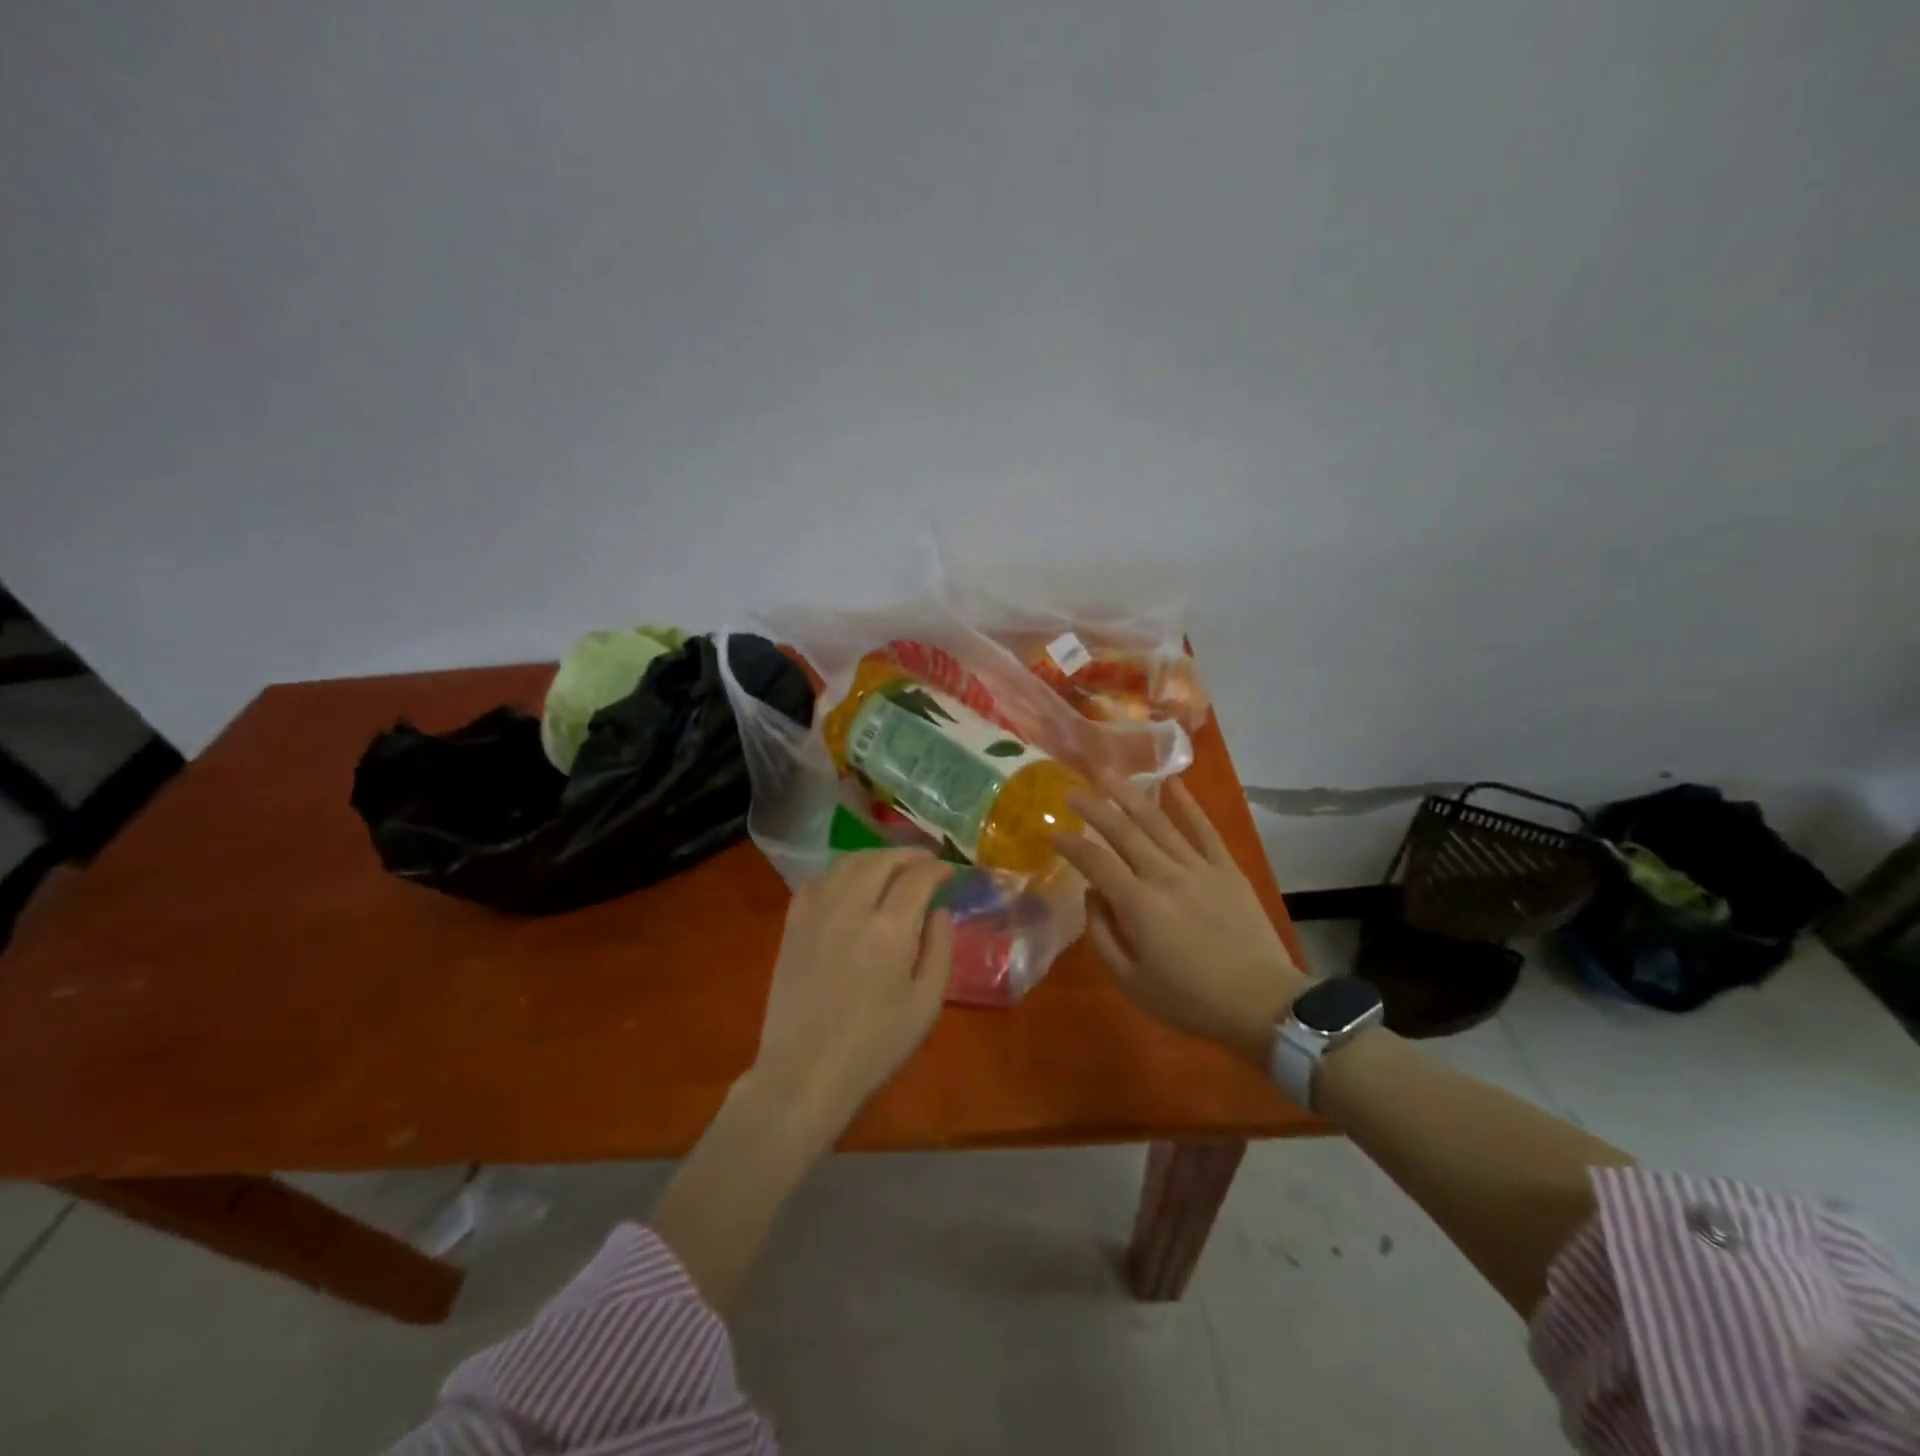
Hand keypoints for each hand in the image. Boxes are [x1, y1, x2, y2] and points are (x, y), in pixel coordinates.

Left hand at [748, 849, 954, 1136]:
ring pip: (847, 863)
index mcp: (890, 930)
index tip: (949, 871)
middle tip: (924, 861)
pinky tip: (849, 886)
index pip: (918, 878)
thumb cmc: (874, 1045)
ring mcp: (816, 913)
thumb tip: (940, 910)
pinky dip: (840, 873)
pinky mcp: (793, 924)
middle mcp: (851, 909)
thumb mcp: (926, 1005)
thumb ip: (940, 949)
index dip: (937, 868)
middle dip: (908, 854)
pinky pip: (817, 881)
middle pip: (881, 860)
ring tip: (891, 867)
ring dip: (874, 857)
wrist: (805, 1072)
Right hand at [1055, 777, 1308, 1063]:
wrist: (1263, 1005)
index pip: (1095, 862)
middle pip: (1123, 831)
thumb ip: (1102, 936)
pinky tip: (1173, 783)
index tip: (1052, 832)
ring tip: (1109, 775)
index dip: (1070, 844)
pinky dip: (1189, 804)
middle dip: (1093, 808)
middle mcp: (1165, 875)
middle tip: (1071, 791)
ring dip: (1130, 795)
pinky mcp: (1227, 869)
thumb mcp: (1131, 982)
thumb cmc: (1191, 1001)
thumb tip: (1091, 896)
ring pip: (1158, 822)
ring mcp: (1199, 867)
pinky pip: (1205, 829)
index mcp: (1139, 905)